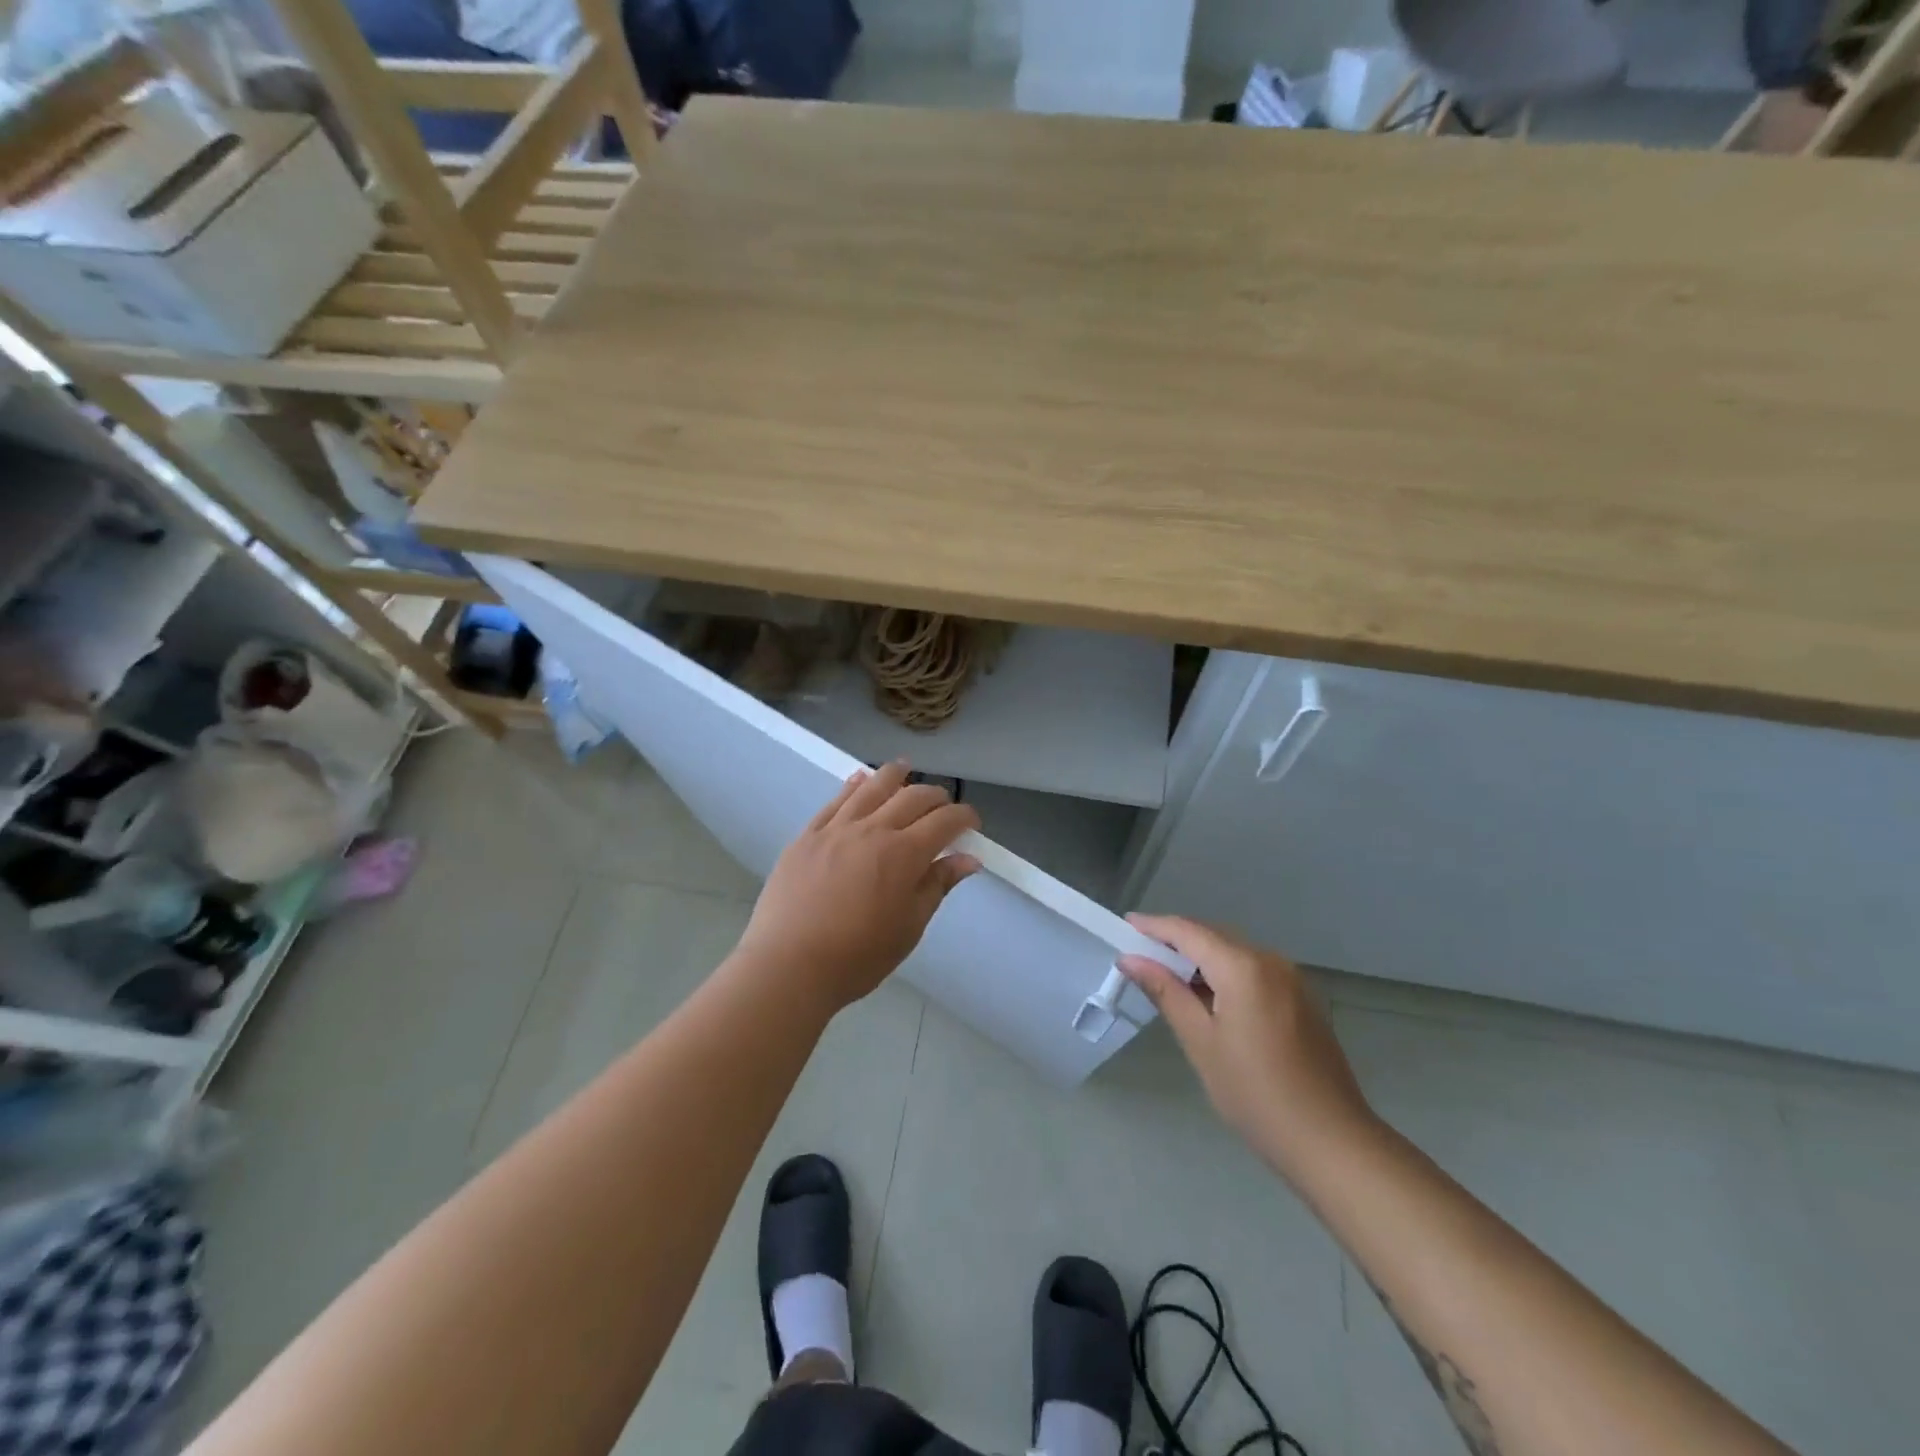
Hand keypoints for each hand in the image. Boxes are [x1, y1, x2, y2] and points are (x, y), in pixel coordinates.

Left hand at [735, 762, 980, 1014]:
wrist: (789, 964)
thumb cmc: (858, 956)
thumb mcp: (909, 927)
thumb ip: (937, 885)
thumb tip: (969, 859)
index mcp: (904, 854)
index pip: (945, 821)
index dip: (964, 817)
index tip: (972, 823)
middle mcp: (873, 830)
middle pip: (912, 797)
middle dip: (935, 796)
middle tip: (943, 804)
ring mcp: (836, 829)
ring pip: (871, 788)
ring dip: (894, 775)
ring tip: (904, 767)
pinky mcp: (807, 835)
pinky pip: (835, 801)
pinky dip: (853, 785)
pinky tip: (859, 779)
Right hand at [1118, 915, 1378, 1177]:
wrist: (1332, 1142)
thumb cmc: (1256, 1094)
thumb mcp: (1201, 1043)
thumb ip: (1166, 992)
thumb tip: (1131, 959)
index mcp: (1243, 967)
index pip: (1188, 932)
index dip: (1154, 926)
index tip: (1125, 926)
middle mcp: (1270, 961)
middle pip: (1213, 936)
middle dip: (1176, 941)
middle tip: (1140, 955)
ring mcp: (1291, 979)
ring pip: (1234, 953)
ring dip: (1201, 959)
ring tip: (1168, 978)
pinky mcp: (1302, 999)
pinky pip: (1254, 971)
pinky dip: (1226, 974)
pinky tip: (1210, 999)